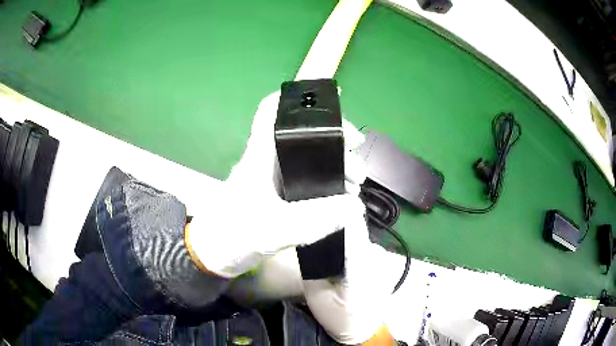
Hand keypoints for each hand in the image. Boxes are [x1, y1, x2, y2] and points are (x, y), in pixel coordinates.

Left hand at [185, 91, 366, 278]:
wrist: (215, 255)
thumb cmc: (233, 236)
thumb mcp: (273, 229)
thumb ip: (312, 220)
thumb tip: (353, 206)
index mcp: (260, 155)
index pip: (271, 111)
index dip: (297, 98)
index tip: (331, 104)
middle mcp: (268, 160)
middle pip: (304, 135)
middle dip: (336, 142)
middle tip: (357, 166)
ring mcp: (274, 178)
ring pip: (310, 158)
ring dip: (335, 165)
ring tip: (355, 184)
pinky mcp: (279, 194)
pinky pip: (309, 179)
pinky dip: (328, 183)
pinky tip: (342, 196)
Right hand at [303, 199, 393, 343]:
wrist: (364, 329)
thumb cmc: (339, 317)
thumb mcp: (316, 295)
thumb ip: (314, 265)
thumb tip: (311, 239)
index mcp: (360, 269)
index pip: (353, 232)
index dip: (340, 212)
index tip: (325, 197)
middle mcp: (376, 258)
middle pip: (354, 230)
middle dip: (336, 224)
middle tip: (316, 223)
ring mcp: (381, 258)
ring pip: (358, 236)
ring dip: (343, 235)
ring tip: (327, 238)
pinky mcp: (382, 260)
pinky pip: (363, 244)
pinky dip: (351, 243)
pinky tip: (341, 253)